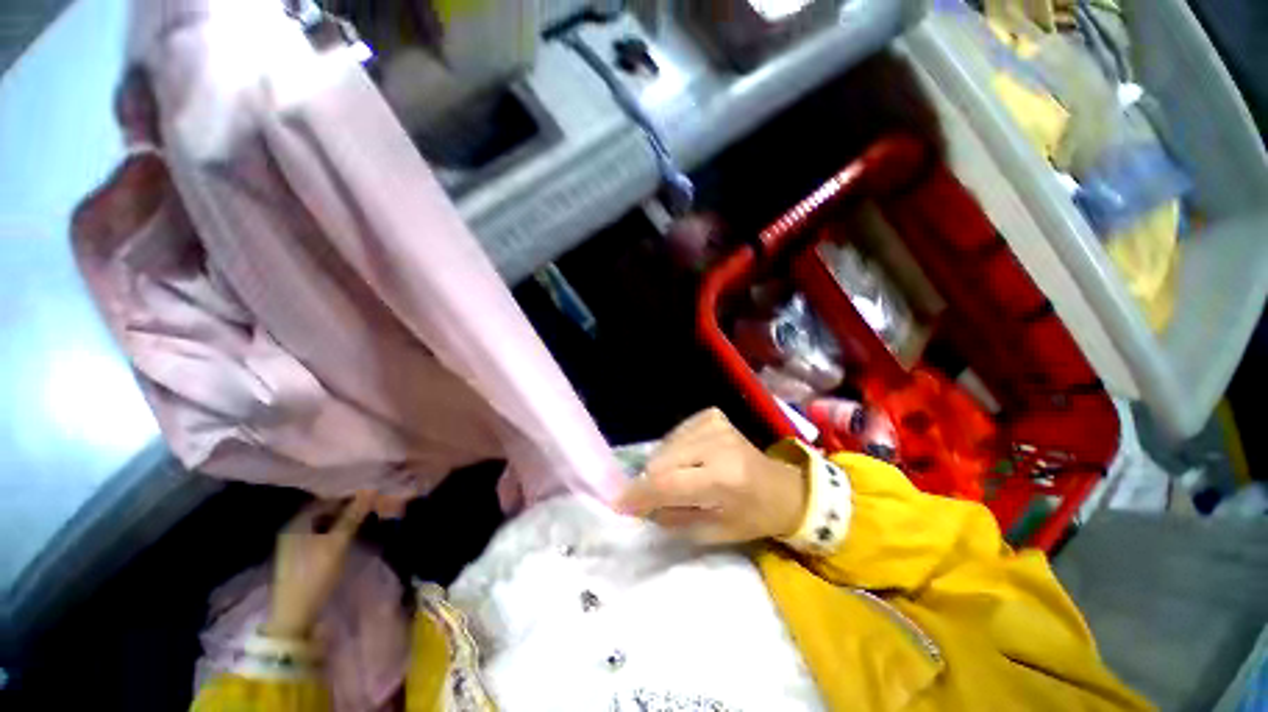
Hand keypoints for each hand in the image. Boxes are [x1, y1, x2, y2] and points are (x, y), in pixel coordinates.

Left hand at [263, 493, 372, 638]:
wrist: (295, 614)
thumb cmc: (315, 574)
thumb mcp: (337, 543)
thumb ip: (353, 516)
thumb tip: (370, 490)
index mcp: (297, 522)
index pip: (326, 498)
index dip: (347, 493)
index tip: (370, 491)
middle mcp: (293, 528)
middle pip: (324, 510)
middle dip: (347, 506)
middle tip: (371, 503)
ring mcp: (295, 543)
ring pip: (324, 523)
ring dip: (343, 518)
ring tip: (365, 516)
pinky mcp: (300, 555)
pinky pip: (321, 533)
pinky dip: (336, 530)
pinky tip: (350, 532)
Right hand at [616, 408, 806, 544]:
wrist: (782, 487)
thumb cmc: (751, 517)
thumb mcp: (712, 532)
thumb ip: (672, 518)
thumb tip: (639, 505)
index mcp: (723, 479)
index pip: (667, 483)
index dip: (639, 494)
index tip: (618, 504)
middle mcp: (717, 444)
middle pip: (661, 460)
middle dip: (650, 481)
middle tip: (649, 497)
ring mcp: (714, 424)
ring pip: (665, 446)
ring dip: (662, 465)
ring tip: (678, 479)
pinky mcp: (712, 415)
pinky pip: (676, 434)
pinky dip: (674, 450)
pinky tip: (688, 460)